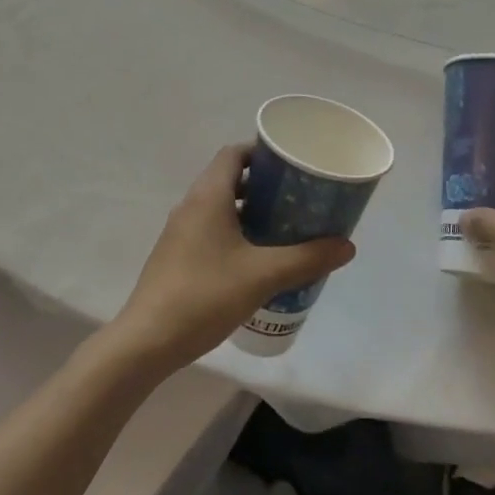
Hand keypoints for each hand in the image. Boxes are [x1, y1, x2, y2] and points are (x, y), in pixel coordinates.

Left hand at [109, 145, 355, 370]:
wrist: (147, 341)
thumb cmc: (205, 295)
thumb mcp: (263, 275)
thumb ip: (307, 258)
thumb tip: (347, 246)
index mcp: (208, 196)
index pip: (234, 154)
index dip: (262, 153)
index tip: (292, 165)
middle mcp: (191, 205)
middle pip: (229, 178)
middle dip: (264, 184)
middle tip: (297, 197)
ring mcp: (180, 232)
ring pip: (220, 206)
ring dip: (250, 210)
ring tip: (284, 227)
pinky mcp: (177, 256)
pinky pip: (210, 229)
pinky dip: (235, 231)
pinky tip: (257, 258)